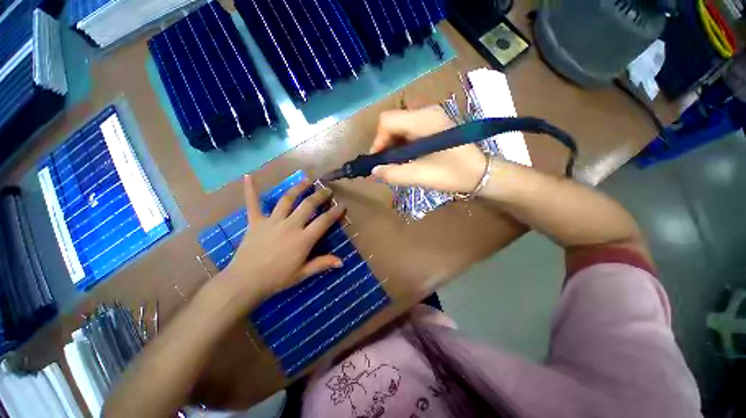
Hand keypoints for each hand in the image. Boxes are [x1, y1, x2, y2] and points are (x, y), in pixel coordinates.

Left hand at [222, 176, 345, 304]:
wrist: (245, 282)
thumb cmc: (277, 279)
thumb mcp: (303, 273)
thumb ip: (322, 264)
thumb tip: (342, 261)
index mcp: (303, 239)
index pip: (324, 221)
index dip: (335, 212)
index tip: (342, 205)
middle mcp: (290, 225)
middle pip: (308, 205)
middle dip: (320, 195)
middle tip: (327, 190)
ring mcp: (272, 221)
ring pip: (287, 199)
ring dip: (298, 188)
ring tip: (307, 180)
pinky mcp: (256, 221)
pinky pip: (253, 203)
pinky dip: (251, 190)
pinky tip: (249, 176)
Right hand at [369, 106, 487, 192]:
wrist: (482, 173)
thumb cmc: (453, 174)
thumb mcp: (420, 176)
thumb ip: (393, 174)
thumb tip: (373, 172)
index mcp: (423, 120)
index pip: (387, 121)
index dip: (378, 141)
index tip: (379, 163)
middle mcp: (426, 112)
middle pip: (393, 123)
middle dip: (385, 146)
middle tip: (386, 166)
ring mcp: (431, 118)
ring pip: (400, 128)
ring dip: (394, 147)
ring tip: (396, 165)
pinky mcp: (434, 125)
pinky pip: (410, 132)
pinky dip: (403, 146)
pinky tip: (407, 159)